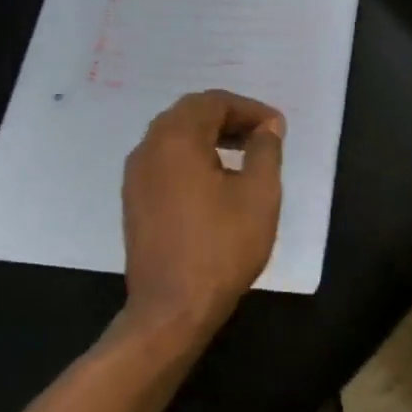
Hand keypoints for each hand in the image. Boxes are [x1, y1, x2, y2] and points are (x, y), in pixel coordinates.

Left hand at [121, 90, 284, 336]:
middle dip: (228, 117)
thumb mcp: (259, 194)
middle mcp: (149, 148)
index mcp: (176, 140)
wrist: (172, 309)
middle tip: (261, 136)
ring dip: (209, 135)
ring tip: (243, 155)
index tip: (277, 128)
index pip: (213, 102)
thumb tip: (267, 127)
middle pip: (190, 113)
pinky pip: (164, 159)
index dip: (249, 109)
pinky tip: (216, 180)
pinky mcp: (134, 200)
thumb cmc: (221, 246)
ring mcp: (136, 176)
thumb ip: (265, 150)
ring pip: (174, 136)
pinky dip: (191, 156)